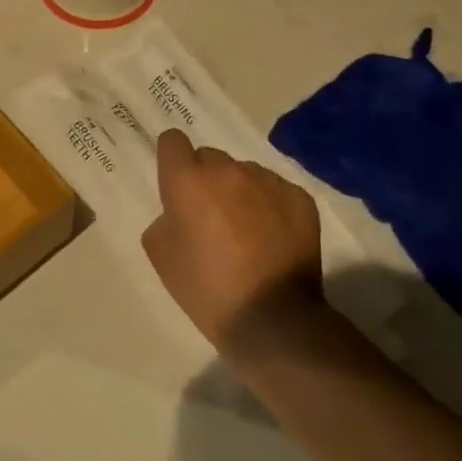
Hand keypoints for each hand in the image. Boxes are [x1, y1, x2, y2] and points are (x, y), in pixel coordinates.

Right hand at [142, 129, 326, 356]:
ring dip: (239, 192)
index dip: (172, 160)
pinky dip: (270, 207)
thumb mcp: (161, 257)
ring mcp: (268, 181)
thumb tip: (180, 211)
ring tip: (247, 232)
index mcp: (188, 181)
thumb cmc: (207, 290)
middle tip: (210, 218)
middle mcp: (228, 170)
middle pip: (210, 158)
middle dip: (206, 180)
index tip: (176, 185)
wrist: (273, 319)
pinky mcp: (299, 197)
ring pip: (245, 173)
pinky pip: (275, 190)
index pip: (172, 141)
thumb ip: (164, 220)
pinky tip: (273, 240)